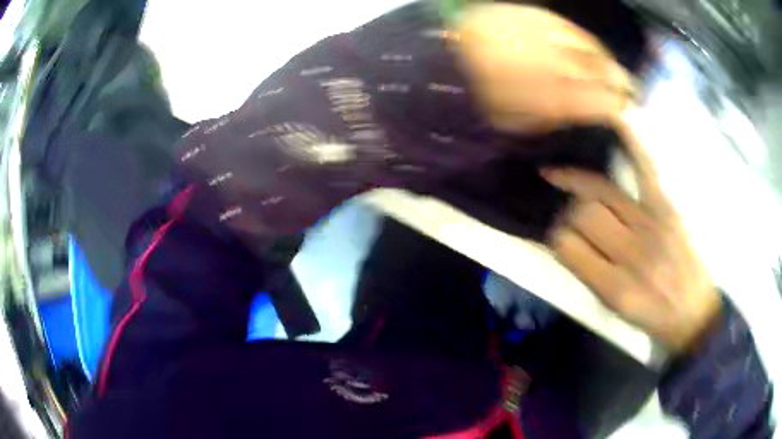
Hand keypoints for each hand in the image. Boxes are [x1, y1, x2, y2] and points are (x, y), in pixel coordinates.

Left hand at [453, 3, 633, 133]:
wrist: (446, 54)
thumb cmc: (479, 94)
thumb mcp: (515, 122)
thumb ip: (553, 118)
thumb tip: (580, 112)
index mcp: (555, 97)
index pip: (602, 103)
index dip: (618, 107)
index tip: (625, 111)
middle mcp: (560, 65)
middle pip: (603, 73)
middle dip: (621, 83)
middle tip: (629, 89)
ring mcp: (550, 37)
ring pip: (592, 48)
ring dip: (608, 59)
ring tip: (614, 68)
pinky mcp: (537, 16)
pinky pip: (572, 28)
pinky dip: (586, 39)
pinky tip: (591, 45)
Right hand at [540, 116, 720, 352]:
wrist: (694, 313)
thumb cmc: (652, 317)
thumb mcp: (614, 310)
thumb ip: (588, 274)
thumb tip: (563, 239)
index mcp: (613, 287)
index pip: (567, 246)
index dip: (557, 237)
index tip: (556, 234)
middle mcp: (632, 254)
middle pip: (585, 214)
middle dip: (569, 212)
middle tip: (568, 214)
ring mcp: (652, 225)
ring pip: (602, 192)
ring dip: (578, 183)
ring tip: (563, 177)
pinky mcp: (668, 208)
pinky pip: (644, 168)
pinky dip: (630, 141)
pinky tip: (612, 119)